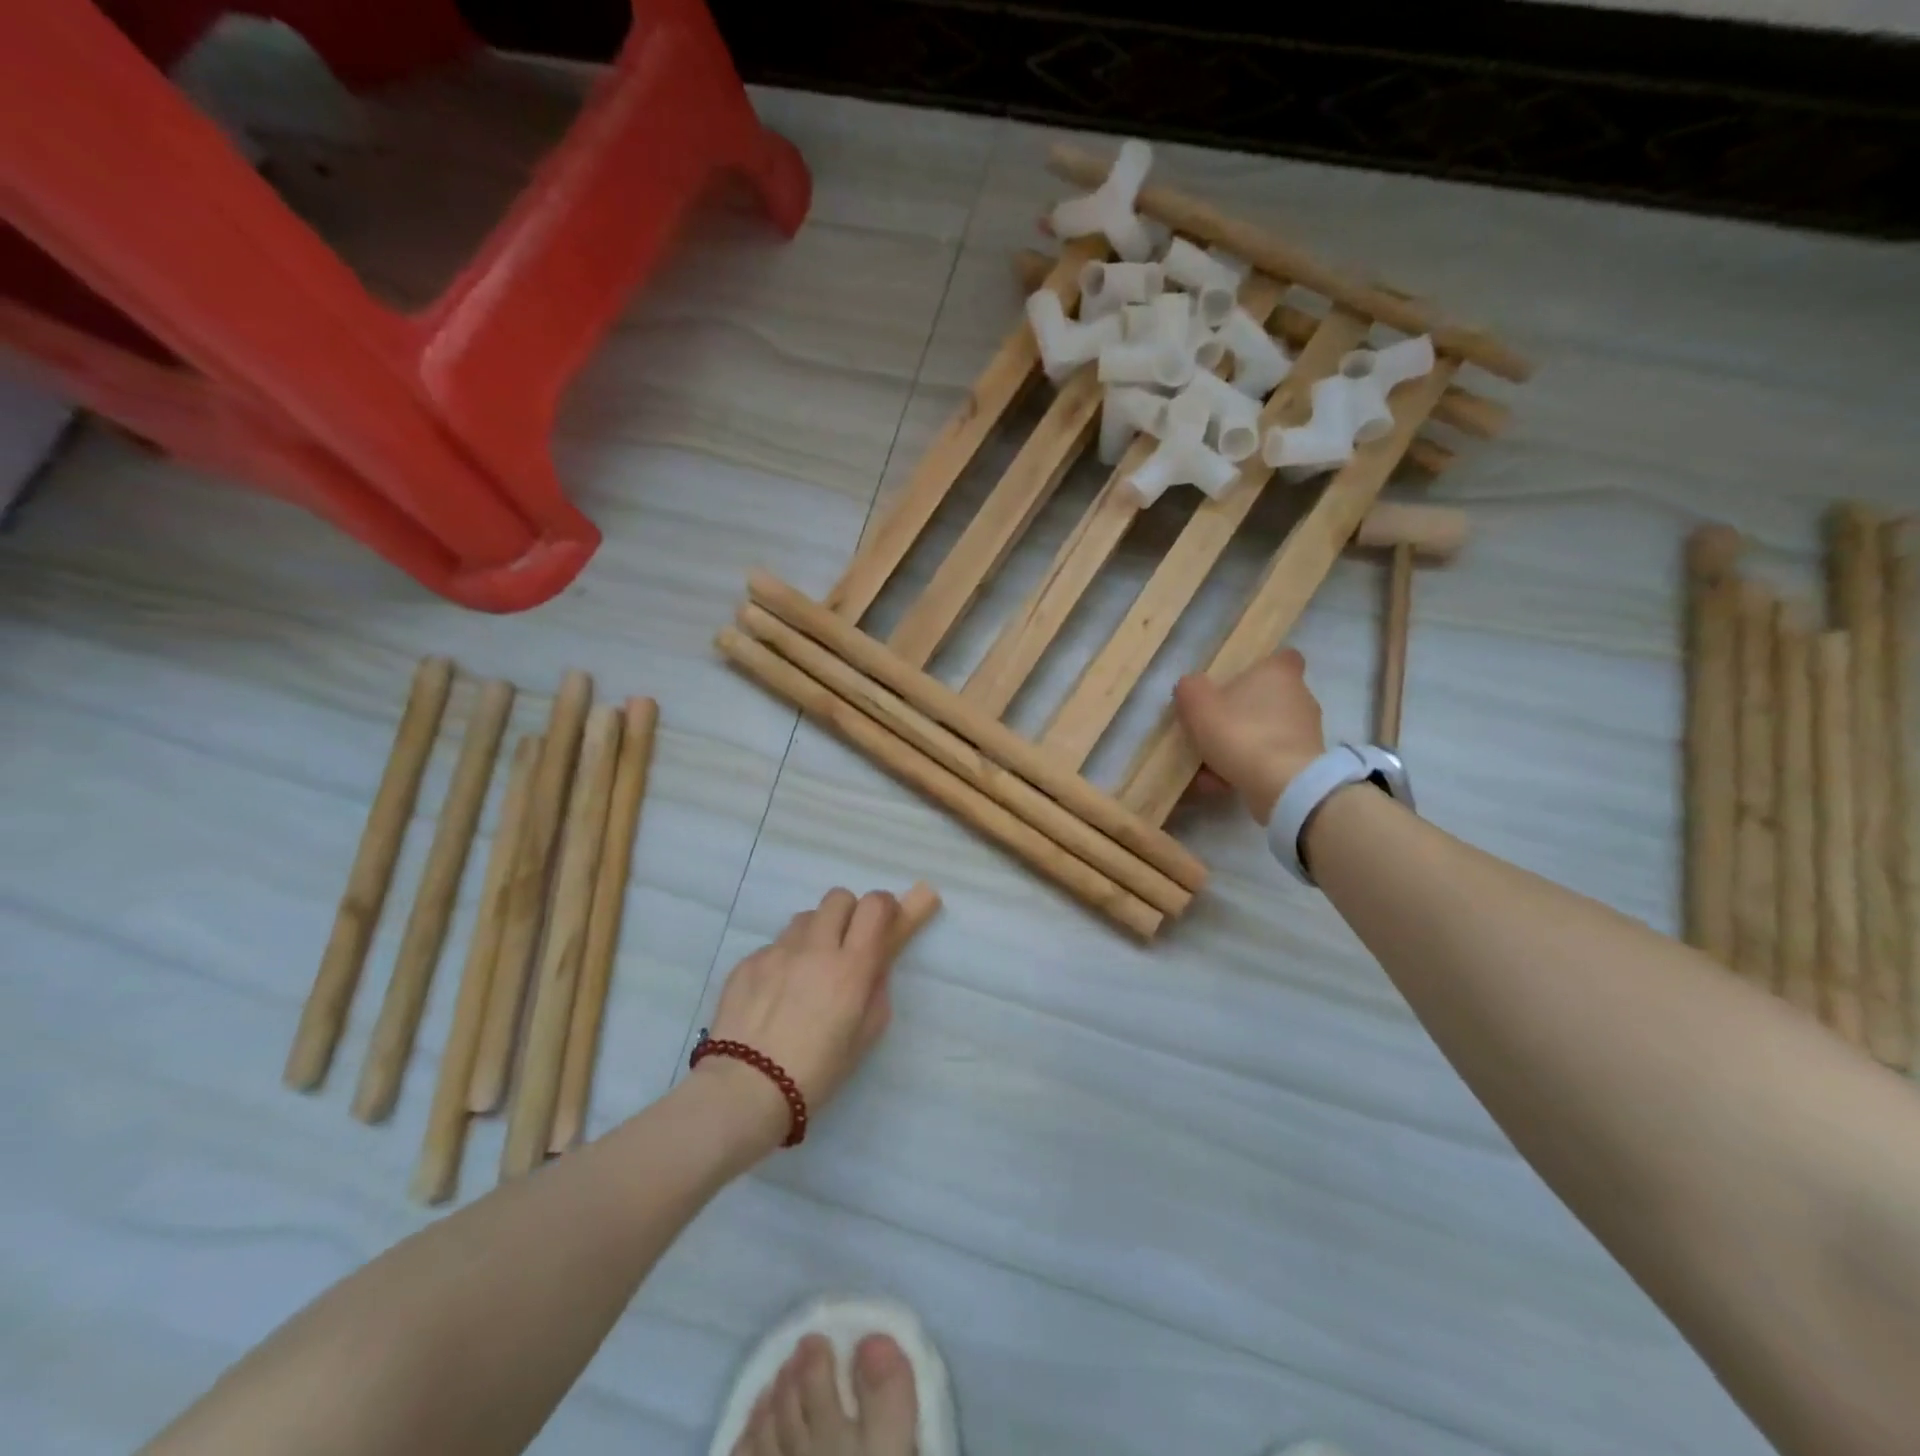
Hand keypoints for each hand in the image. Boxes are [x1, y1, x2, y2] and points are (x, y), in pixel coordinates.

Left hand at [699, 888, 910, 1143]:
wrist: (744, 1089)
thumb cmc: (817, 1072)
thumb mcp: (865, 1036)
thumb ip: (876, 990)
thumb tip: (873, 964)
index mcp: (851, 967)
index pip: (875, 905)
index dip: (884, 906)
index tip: (884, 923)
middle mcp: (815, 947)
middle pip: (838, 898)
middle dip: (848, 914)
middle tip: (846, 945)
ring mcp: (777, 951)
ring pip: (805, 918)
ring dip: (815, 934)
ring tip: (808, 970)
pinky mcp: (748, 961)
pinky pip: (774, 945)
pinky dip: (783, 960)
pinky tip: (776, 994)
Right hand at [1173, 648, 1326, 821]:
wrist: (1282, 785)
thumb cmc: (1240, 732)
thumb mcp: (1198, 705)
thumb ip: (1190, 689)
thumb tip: (1191, 686)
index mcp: (1279, 673)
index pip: (1282, 658)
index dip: (1261, 668)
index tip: (1237, 683)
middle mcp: (1300, 697)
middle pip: (1268, 699)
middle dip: (1241, 714)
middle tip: (1211, 730)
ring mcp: (1307, 733)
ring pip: (1265, 733)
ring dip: (1240, 747)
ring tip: (1208, 769)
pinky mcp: (1306, 764)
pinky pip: (1269, 760)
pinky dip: (1248, 769)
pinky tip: (1220, 785)